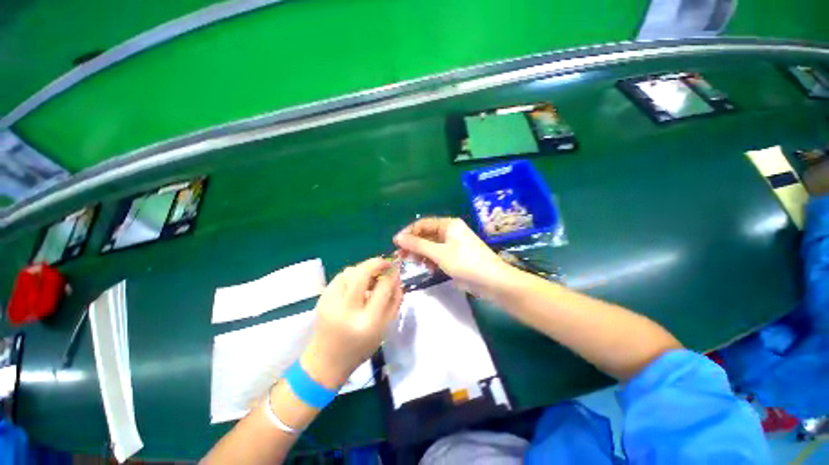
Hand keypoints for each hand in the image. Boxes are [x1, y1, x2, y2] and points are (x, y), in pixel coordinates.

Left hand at [300, 258, 402, 389]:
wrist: (326, 360)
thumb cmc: (361, 347)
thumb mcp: (384, 328)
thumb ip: (394, 301)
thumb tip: (397, 277)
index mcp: (368, 322)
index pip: (383, 288)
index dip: (392, 274)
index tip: (396, 269)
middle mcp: (348, 310)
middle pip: (362, 274)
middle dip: (376, 263)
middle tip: (384, 263)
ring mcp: (331, 303)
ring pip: (349, 272)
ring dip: (363, 269)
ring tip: (370, 276)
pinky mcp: (322, 299)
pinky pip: (340, 277)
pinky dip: (351, 275)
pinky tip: (356, 283)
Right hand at [393, 217, 513, 298]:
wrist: (493, 281)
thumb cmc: (465, 263)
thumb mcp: (439, 253)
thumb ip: (417, 245)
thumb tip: (398, 237)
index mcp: (448, 225)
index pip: (422, 224)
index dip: (408, 233)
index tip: (396, 244)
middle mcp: (450, 231)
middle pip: (426, 235)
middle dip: (414, 245)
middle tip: (401, 257)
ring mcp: (453, 244)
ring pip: (431, 246)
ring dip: (422, 254)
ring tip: (415, 263)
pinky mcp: (455, 256)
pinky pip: (438, 254)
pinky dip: (432, 260)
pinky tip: (429, 269)